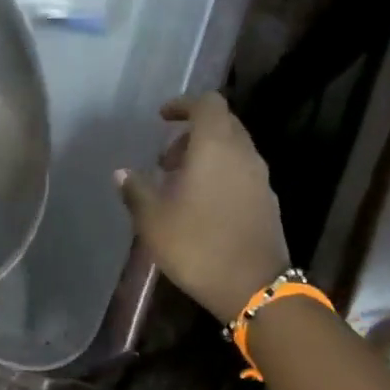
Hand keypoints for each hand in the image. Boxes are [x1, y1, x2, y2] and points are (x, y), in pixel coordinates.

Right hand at [116, 91, 288, 320]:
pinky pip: (241, 174)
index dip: (183, 105)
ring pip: (233, 151)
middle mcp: (244, 153)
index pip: (207, 103)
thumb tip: (122, 173)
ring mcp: (260, 178)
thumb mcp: (154, 221)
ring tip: (179, 186)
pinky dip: (221, 176)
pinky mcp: (267, 202)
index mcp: (216, 146)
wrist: (252, 286)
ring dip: (207, 157)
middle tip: (165, 160)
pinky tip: (201, 206)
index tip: (162, 118)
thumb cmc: (197, 246)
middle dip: (192, 134)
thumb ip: (136, 191)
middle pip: (222, 125)